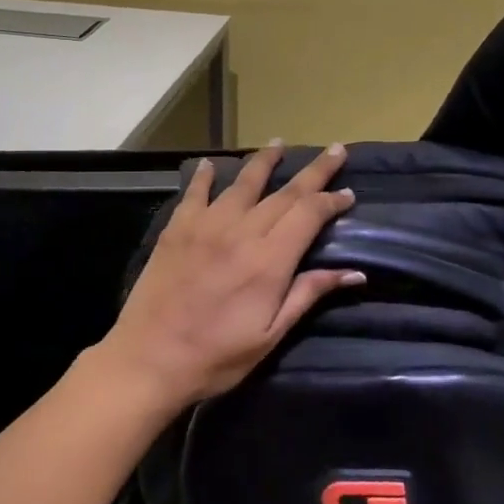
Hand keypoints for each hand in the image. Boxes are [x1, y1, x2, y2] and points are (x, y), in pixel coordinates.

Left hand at [97, 142, 362, 410]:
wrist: (148, 360)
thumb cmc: (216, 357)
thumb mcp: (270, 335)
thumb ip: (308, 295)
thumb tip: (354, 272)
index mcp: (269, 260)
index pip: (309, 215)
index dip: (331, 201)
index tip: (348, 193)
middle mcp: (241, 231)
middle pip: (285, 192)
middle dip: (314, 171)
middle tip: (335, 151)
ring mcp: (206, 225)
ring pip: (243, 182)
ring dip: (264, 161)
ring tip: (279, 144)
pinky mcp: (177, 228)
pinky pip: (195, 192)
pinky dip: (204, 176)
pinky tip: (209, 164)